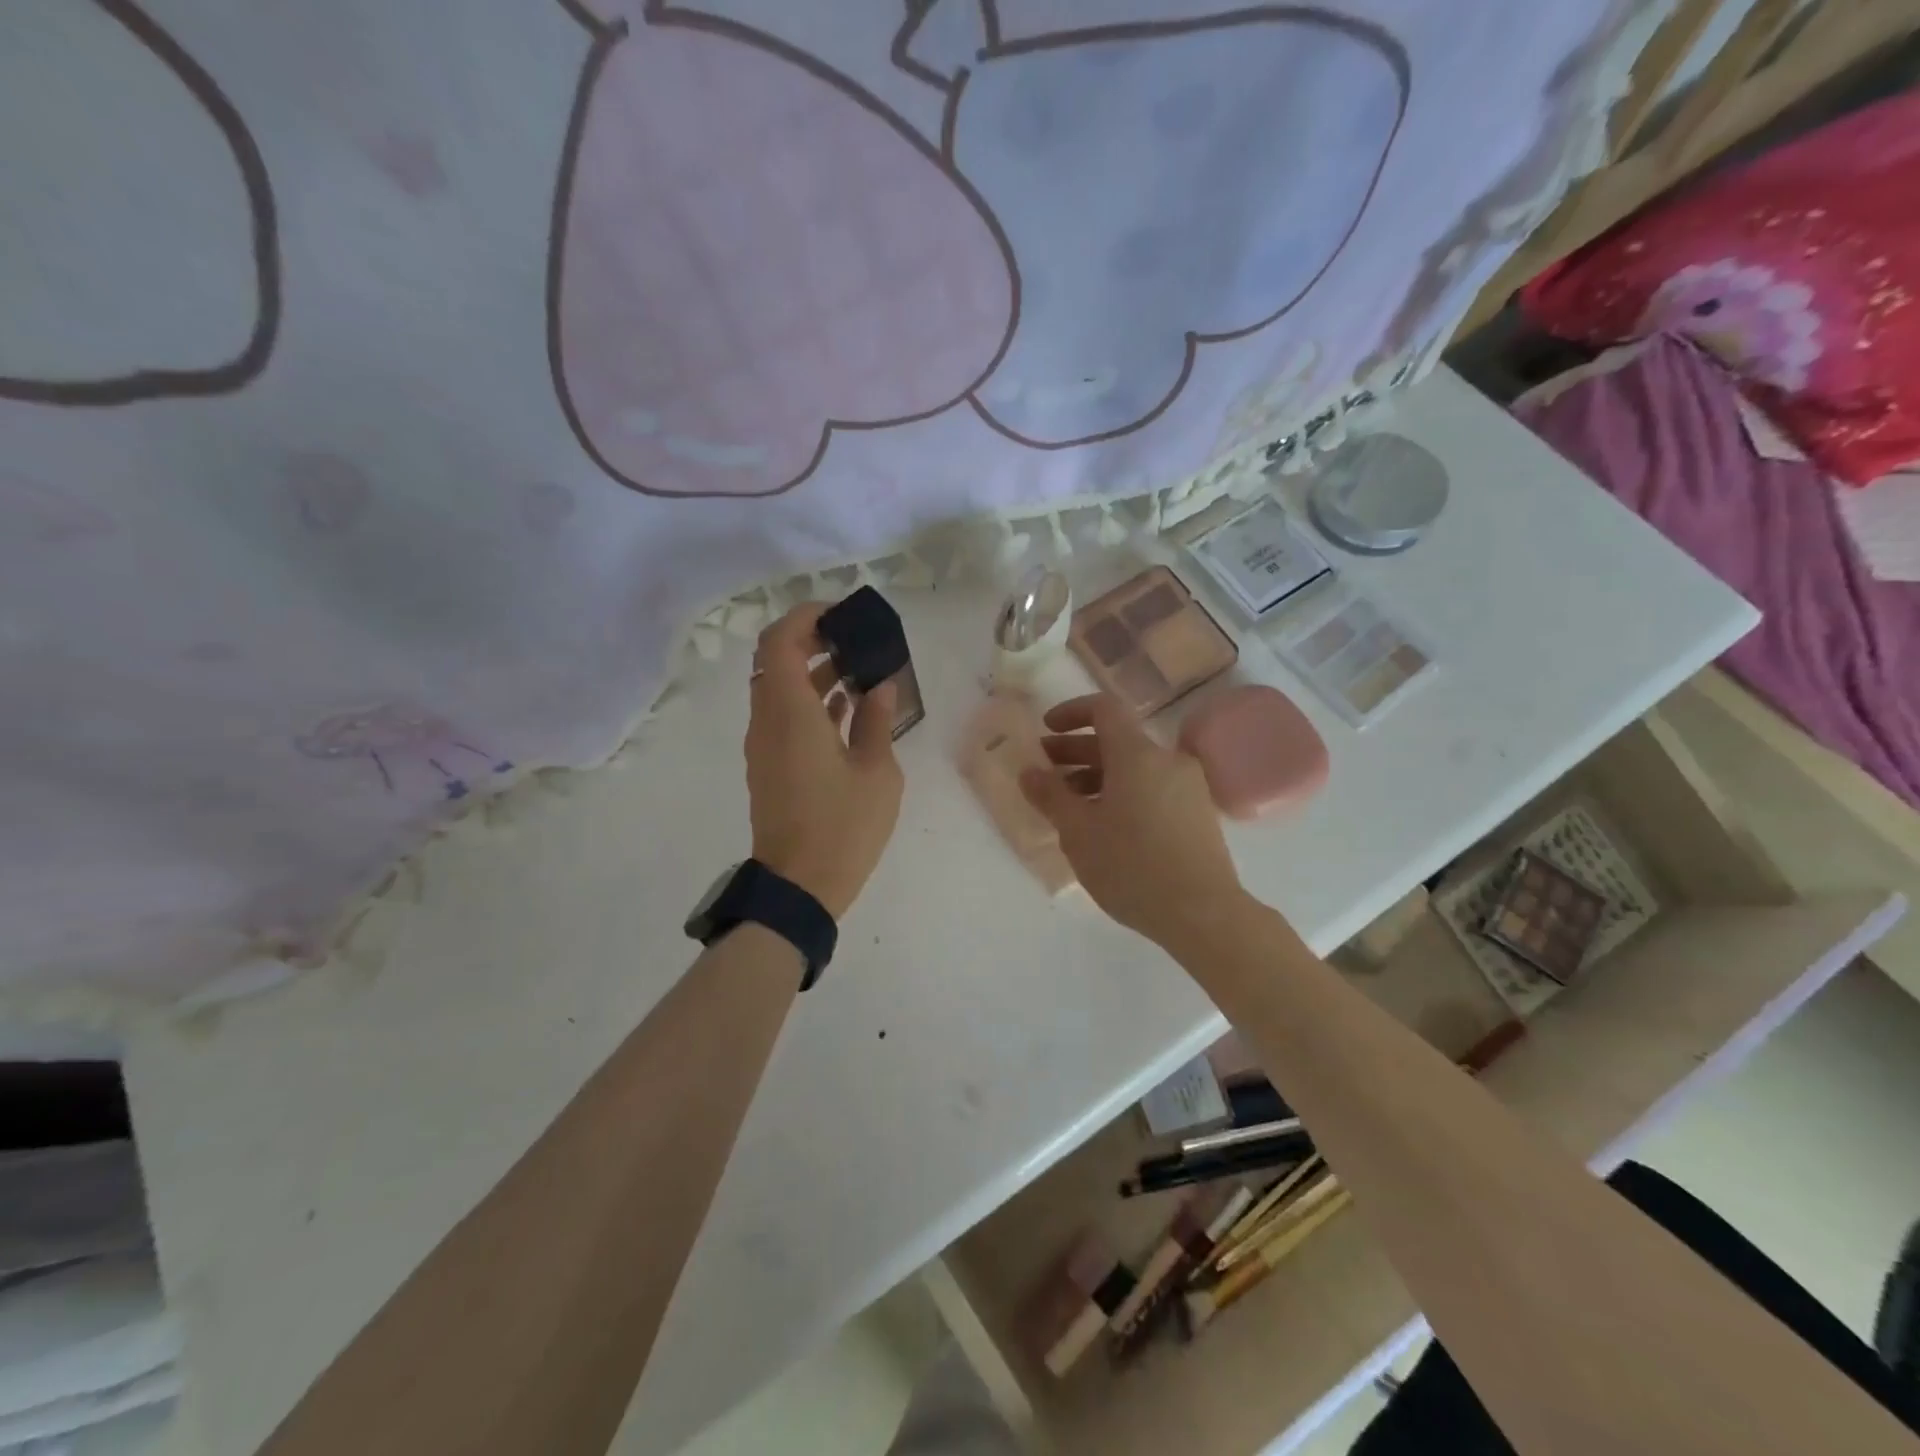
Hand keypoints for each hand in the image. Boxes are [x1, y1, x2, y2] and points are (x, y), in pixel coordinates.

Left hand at [745, 604, 903, 919]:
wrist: (799, 888)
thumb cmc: (842, 827)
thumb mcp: (876, 772)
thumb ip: (875, 720)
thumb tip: (880, 686)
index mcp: (789, 713)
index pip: (779, 640)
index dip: (807, 616)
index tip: (843, 615)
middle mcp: (767, 720)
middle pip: (777, 659)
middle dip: (814, 640)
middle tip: (857, 640)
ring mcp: (765, 744)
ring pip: (781, 688)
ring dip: (815, 671)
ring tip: (862, 669)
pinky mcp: (771, 765)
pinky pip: (785, 716)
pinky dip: (812, 701)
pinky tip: (850, 706)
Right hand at [1020, 694, 1245, 952]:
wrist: (1203, 914)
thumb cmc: (1132, 867)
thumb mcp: (1078, 832)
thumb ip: (1050, 796)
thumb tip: (1029, 771)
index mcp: (1138, 754)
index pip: (1104, 709)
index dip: (1071, 712)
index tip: (1045, 731)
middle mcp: (1167, 760)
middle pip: (1117, 740)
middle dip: (1076, 751)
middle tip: (1045, 773)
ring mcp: (1188, 786)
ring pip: (1134, 767)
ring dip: (1098, 776)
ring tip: (1070, 806)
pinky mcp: (1197, 813)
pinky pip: (1152, 788)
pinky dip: (1123, 793)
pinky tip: (1104, 826)